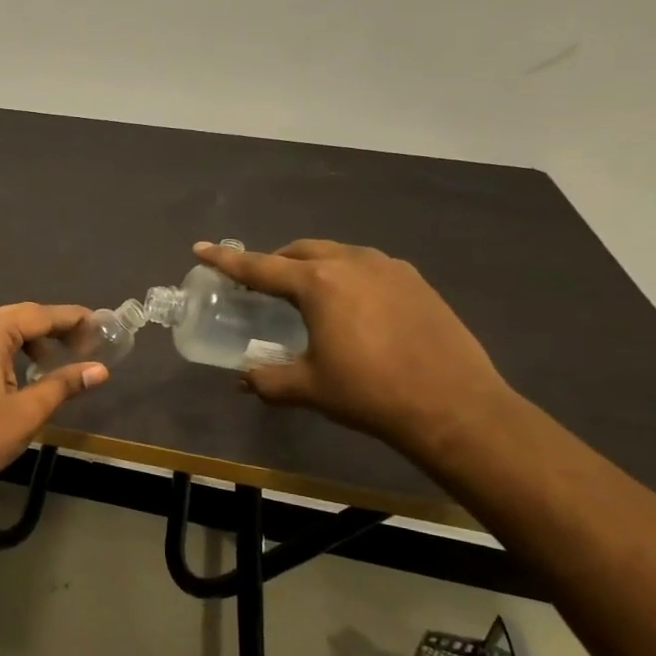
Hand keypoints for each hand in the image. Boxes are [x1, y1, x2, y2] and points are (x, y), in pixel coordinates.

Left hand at [0, 303, 108, 494]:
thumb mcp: (26, 412)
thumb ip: (62, 385)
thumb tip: (99, 370)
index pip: (39, 315)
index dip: (71, 319)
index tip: (100, 324)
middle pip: (20, 317)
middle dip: (53, 328)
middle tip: (85, 344)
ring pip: (1, 329)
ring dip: (31, 340)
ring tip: (56, 362)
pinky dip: (9, 350)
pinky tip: (22, 373)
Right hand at [193, 240, 513, 453]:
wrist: (455, 406)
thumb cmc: (370, 393)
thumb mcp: (309, 388)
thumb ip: (268, 379)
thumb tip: (243, 379)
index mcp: (318, 283)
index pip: (259, 266)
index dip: (226, 260)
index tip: (201, 248)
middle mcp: (351, 262)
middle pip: (300, 251)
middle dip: (275, 262)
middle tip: (261, 285)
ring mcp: (389, 268)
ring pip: (336, 254)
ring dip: (313, 267)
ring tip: (308, 296)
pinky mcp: (416, 281)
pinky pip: (367, 267)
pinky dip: (347, 277)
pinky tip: (353, 307)